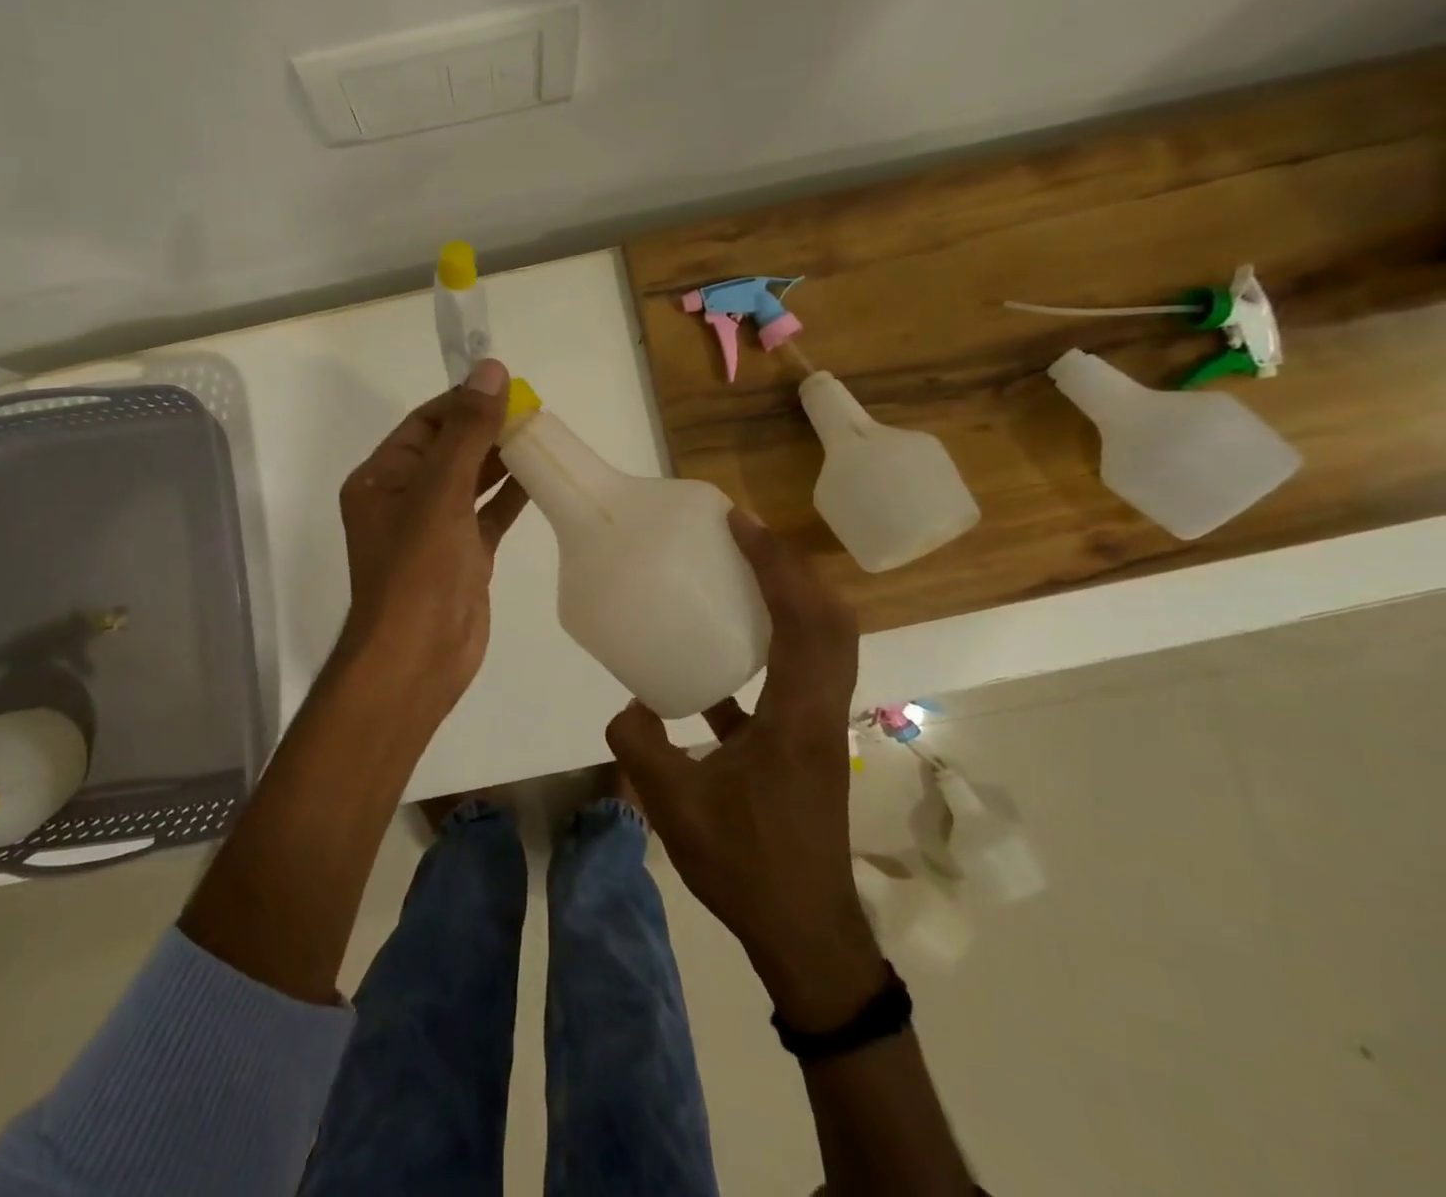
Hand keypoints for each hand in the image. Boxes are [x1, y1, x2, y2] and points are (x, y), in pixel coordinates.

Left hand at [334, 359, 527, 724]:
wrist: (419, 656)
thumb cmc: (418, 568)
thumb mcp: (440, 490)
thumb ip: (467, 431)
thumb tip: (490, 370)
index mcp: (382, 478)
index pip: (425, 423)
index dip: (463, 402)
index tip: (507, 387)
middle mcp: (404, 498)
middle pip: (450, 449)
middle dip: (487, 429)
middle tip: (534, 410)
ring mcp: (435, 529)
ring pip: (472, 481)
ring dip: (502, 460)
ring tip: (542, 435)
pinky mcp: (463, 555)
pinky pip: (488, 514)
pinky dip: (512, 496)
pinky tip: (542, 477)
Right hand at [606, 509, 882, 1030]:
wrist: (804, 933)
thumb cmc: (746, 865)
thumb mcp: (674, 804)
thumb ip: (640, 743)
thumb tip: (627, 704)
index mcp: (798, 716)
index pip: (803, 621)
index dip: (776, 565)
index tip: (741, 524)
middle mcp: (821, 710)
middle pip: (831, 621)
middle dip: (793, 570)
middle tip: (745, 539)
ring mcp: (820, 727)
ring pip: (824, 646)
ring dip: (792, 602)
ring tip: (743, 577)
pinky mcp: (807, 745)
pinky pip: (799, 677)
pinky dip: (772, 648)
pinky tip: (722, 657)